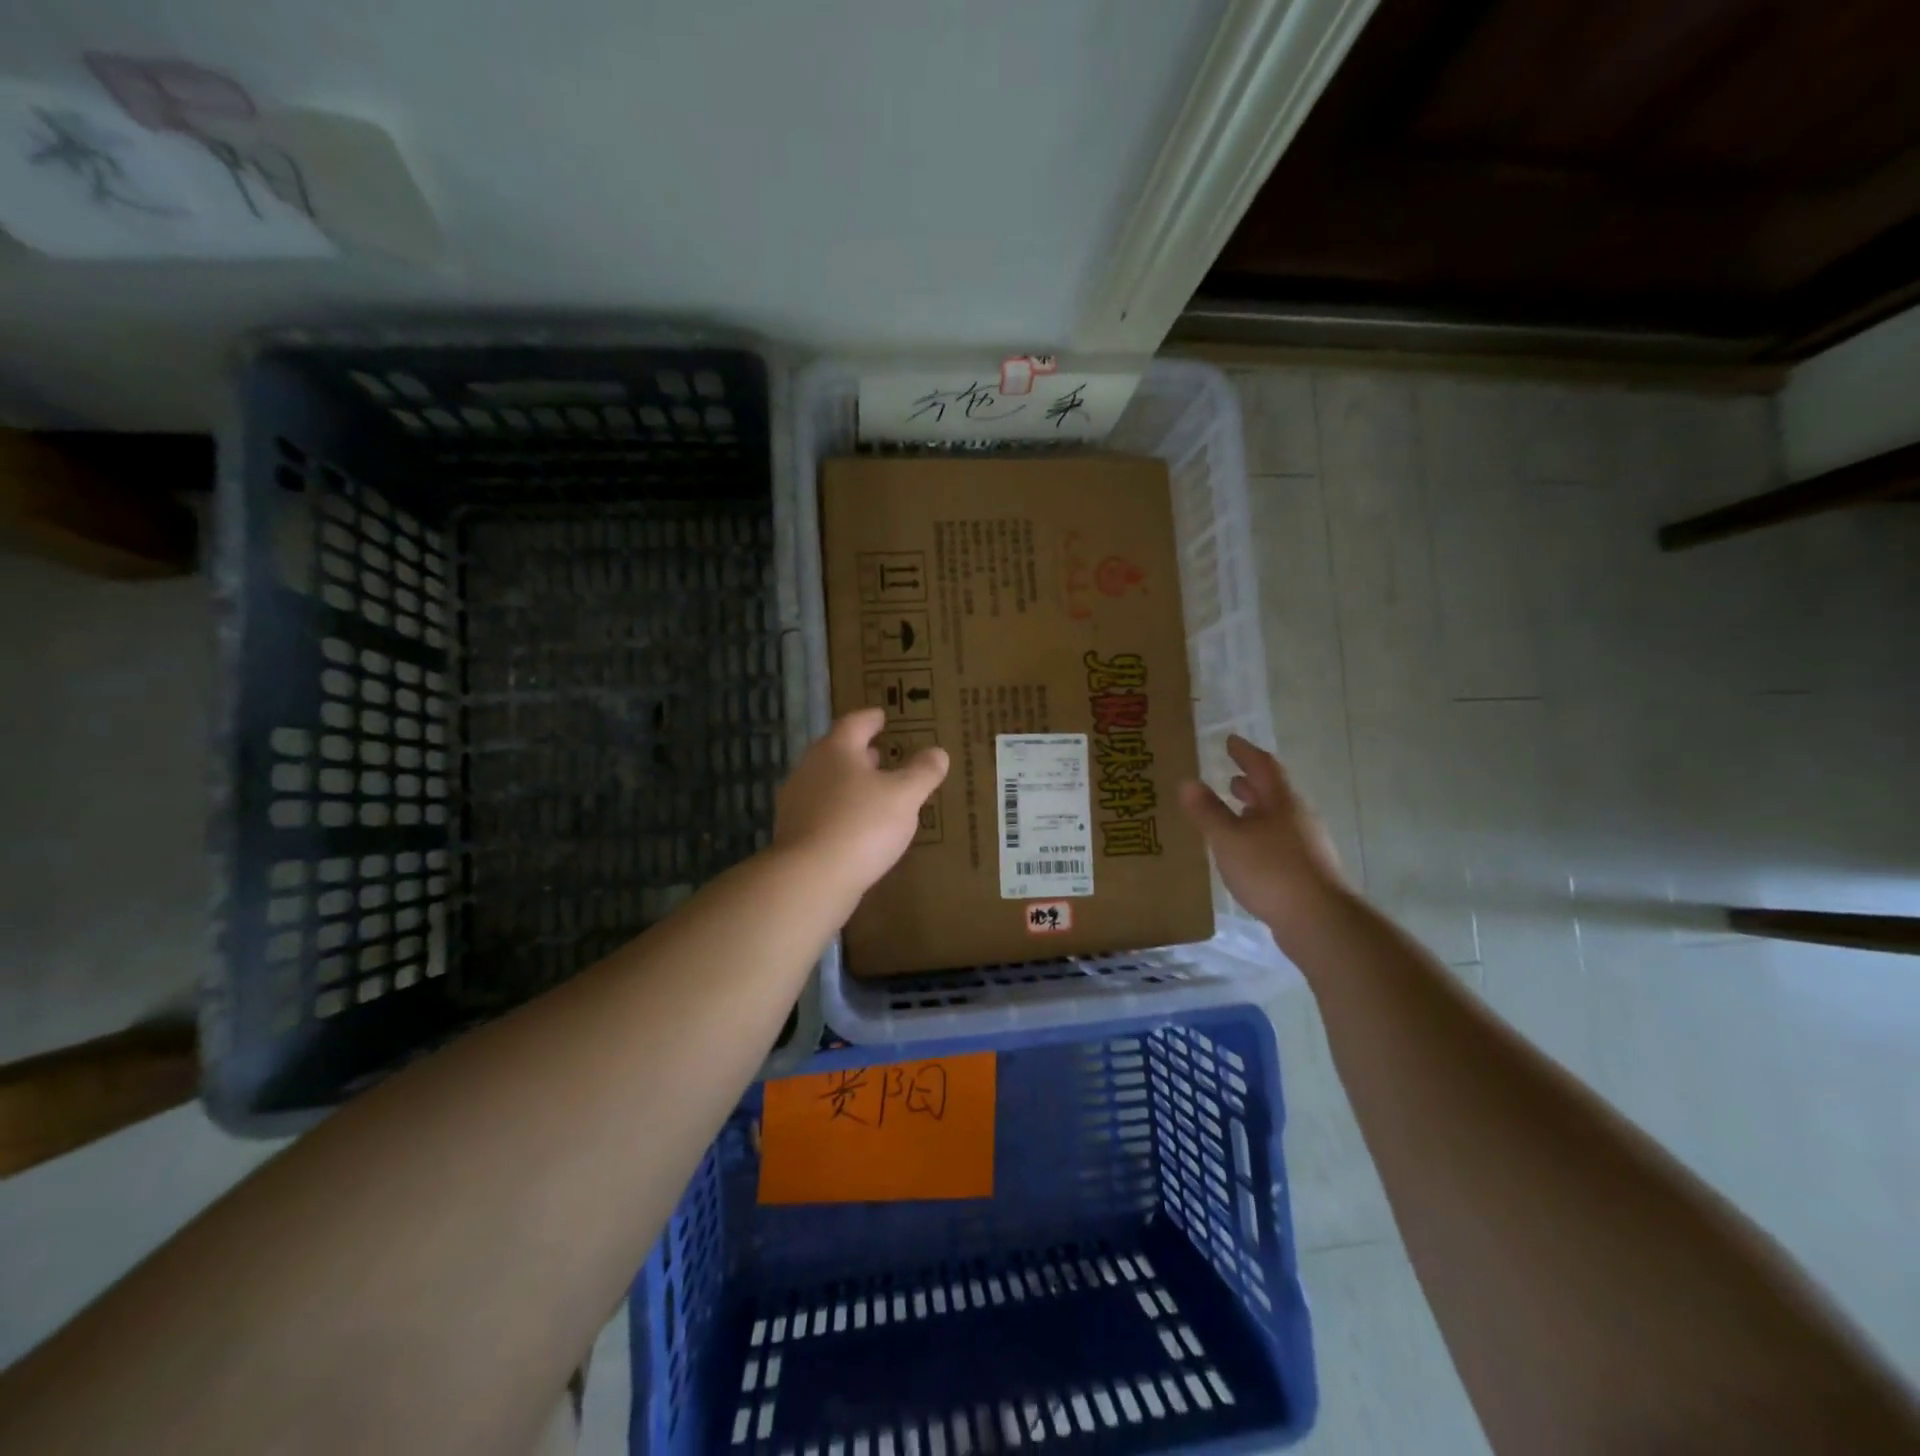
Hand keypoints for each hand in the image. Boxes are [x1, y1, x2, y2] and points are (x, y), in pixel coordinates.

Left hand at [773, 708, 948, 895]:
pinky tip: (857, 827)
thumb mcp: (904, 796)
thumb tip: (938, 752)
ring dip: (849, 784)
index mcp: (835, 750)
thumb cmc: (861, 825)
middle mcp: (810, 770)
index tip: (882, 716)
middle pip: (836, 752)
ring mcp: (796, 803)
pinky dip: (841, 812)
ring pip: (827, 783)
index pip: (854, 723)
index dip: (871, 719)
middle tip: (881, 754)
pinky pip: (822, 813)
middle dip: (859, 752)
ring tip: (874, 792)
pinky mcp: (793, 835)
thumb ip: (922, 772)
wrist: (811, 879)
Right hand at [1180, 735, 1349, 944]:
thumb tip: (1188, 782)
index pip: (1263, 766)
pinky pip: (1279, 842)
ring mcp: (1307, 845)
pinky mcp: (1307, 870)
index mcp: (1281, 802)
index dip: (1245, 752)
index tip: (1230, 740)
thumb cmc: (1270, 870)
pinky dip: (1261, 836)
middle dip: (1251, 783)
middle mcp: (1298, 817)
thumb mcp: (1228, 839)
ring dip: (1256, 811)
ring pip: (1277, 819)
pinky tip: (1249, 852)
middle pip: (1273, 793)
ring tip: (1236, 813)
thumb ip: (1208, 812)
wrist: (1319, 920)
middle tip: (1230, 776)